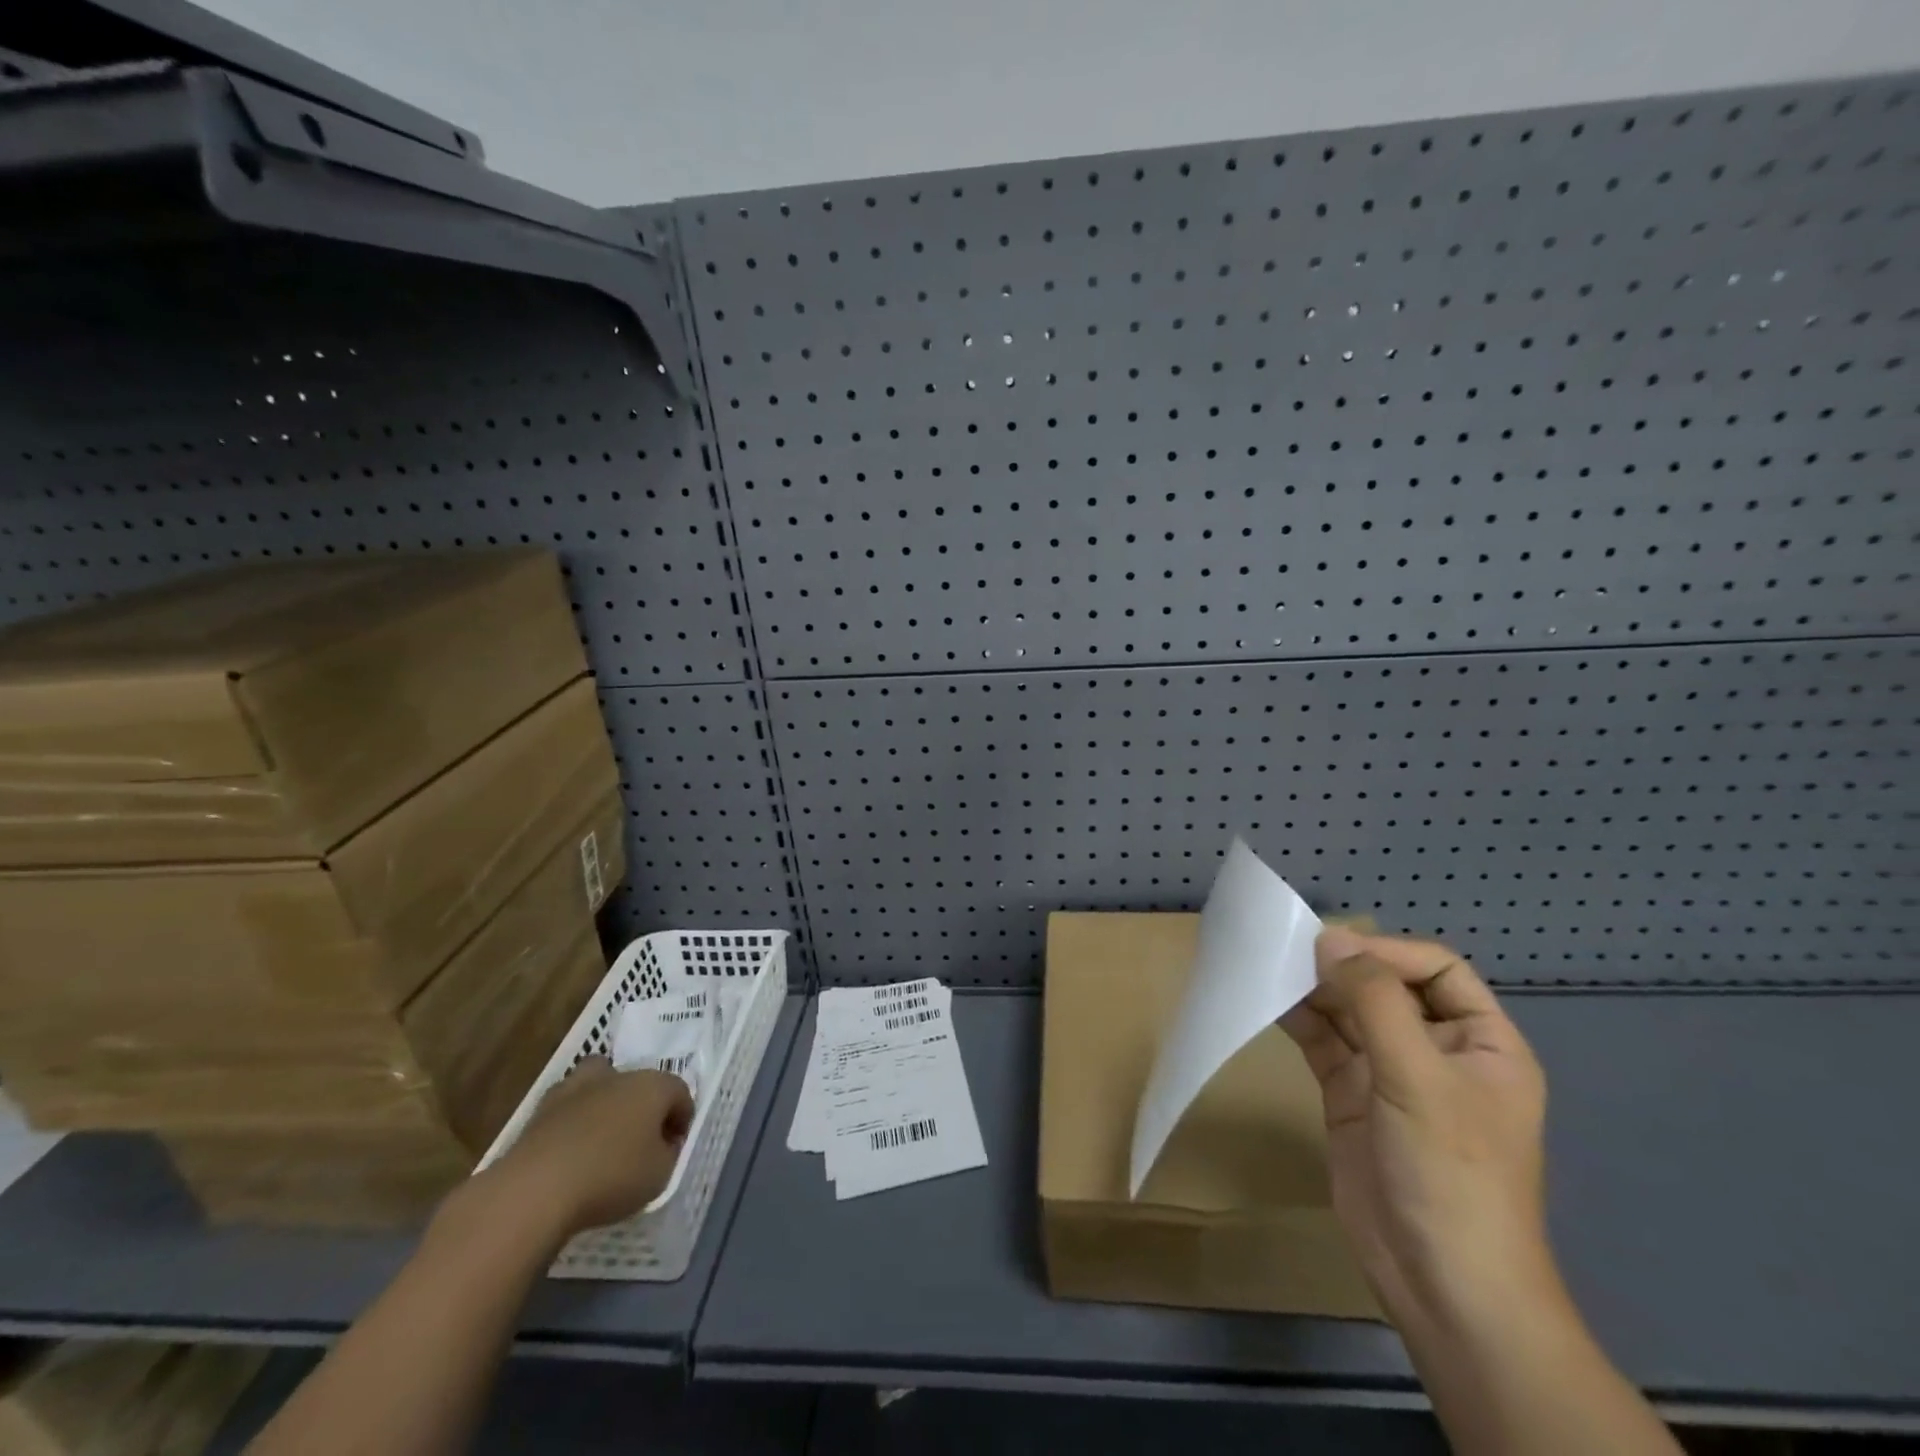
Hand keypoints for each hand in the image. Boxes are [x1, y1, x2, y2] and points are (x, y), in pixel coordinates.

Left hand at [474, 1059, 693, 1244]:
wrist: (536, 1189)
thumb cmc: (611, 1177)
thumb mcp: (660, 1175)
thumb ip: (668, 1154)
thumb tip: (663, 1144)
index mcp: (652, 1085)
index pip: (679, 1092)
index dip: (682, 1118)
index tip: (675, 1147)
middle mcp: (618, 1076)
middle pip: (639, 1083)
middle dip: (645, 1106)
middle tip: (642, 1140)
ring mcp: (576, 1088)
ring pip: (600, 1083)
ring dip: (606, 1102)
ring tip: (603, 1136)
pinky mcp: (541, 1109)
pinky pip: (568, 1108)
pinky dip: (574, 1121)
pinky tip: (572, 1149)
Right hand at [1280, 927, 1552, 1332]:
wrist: (1440, 1285)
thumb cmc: (1451, 1174)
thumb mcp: (1419, 1078)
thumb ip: (1374, 1002)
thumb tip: (1329, 939)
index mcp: (1482, 1042)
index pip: (1436, 969)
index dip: (1386, 951)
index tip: (1331, 948)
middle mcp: (1438, 1050)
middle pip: (1387, 986)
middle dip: (1343, 967)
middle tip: (1288, 952)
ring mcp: (1391, 1074)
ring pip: (1350, 1012)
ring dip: (1315, 990)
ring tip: (1272, 970)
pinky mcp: (1352, 1096)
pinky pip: (1325, 1043)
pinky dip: (1300, 1021)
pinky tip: (1271, 1003)